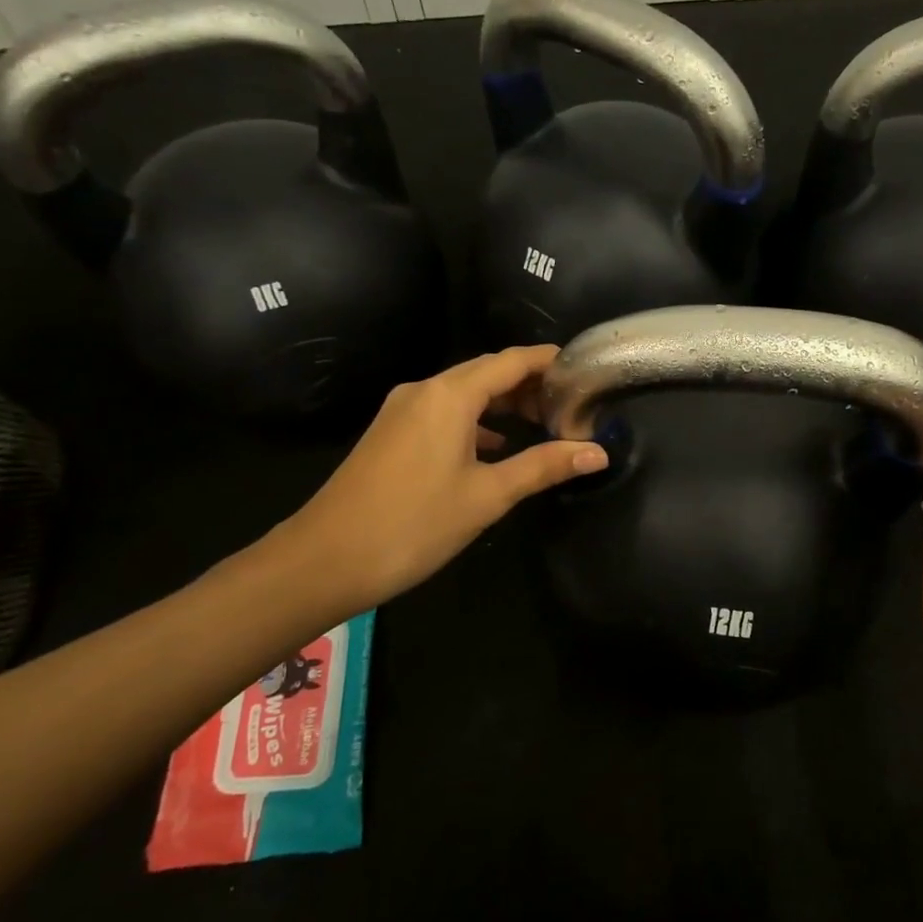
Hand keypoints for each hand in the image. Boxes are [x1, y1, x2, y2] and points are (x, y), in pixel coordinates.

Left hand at [271, 346, 607, 618]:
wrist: (324, 560)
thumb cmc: (414, 523)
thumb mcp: (487, 495)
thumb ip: (543, 467)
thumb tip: (598, 453)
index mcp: (449, 395)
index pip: (511, 361)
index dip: (548, 361)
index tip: (584, 370)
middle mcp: (424, 390)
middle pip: (487, 372)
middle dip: (529, 383)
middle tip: (570, 404)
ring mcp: (402, 410)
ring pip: (463, 392)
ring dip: (502, 402)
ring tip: (541, 423)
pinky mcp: (390, 432)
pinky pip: (443, 411)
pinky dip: (475, 420)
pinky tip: (495, 445)